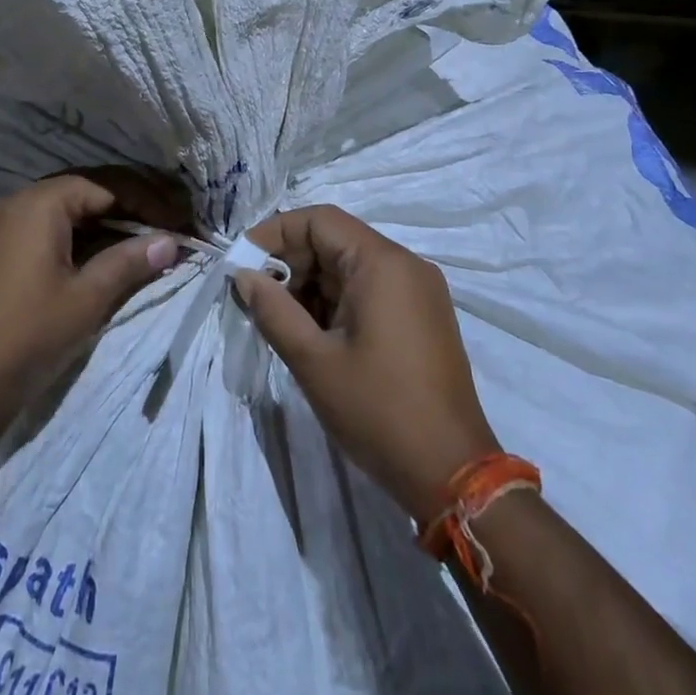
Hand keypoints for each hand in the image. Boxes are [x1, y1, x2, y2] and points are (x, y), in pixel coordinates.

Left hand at [0, 169, 187, 439]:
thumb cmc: (26, 335)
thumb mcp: (86, 298)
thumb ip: (129, 262)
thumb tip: (171, 241)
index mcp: (38, 203)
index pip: (105, 185)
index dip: (146, 200)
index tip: (179, 220)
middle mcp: (16, 203)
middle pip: (84, 191)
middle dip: (129, 206)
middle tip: (166, 224)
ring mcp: (0, 228)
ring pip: (64, 212)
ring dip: (104, 223)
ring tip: (143, 240)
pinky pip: (44, 230)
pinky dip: (78, 238)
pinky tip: (102, 257)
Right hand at [234, 205, 499, 522]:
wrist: (453, 474)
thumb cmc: (378, 411)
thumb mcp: (314, 361)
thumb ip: (273, 309)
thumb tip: (244, 276)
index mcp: (382, 263)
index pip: (319, 219)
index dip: (275, 232)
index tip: (242, 262)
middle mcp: (405, 265)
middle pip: (335, 240)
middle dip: (290, 261)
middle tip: (255, 296)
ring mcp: (418, 291)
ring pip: (350, 266)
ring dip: (310, 284)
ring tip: (278, 319)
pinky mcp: (422, 316)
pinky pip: (369, 289)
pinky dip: (335, 301)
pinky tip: (311, 333)